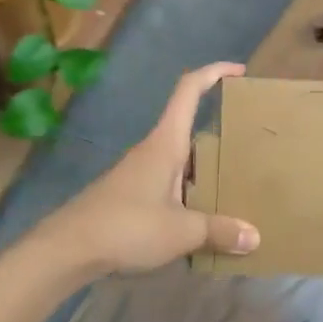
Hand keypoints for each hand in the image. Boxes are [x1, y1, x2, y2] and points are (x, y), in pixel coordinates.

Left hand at [27, 62, 259, 276]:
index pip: (189, 90)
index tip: (240, 71)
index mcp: (166, 143)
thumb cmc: (126, 226)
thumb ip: (219, 231)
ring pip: (181, 157)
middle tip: (250, 138)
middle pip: (189, 124)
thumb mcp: (181, 231)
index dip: (214, 72)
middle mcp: (154, 150)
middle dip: (219, 126)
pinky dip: (190, 189)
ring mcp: (140, 172)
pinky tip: (203, 215)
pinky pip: (170, 182)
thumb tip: (256, 237)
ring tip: (235, 181)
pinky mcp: (131, 195)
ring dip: (205, 164)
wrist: (66, 250)